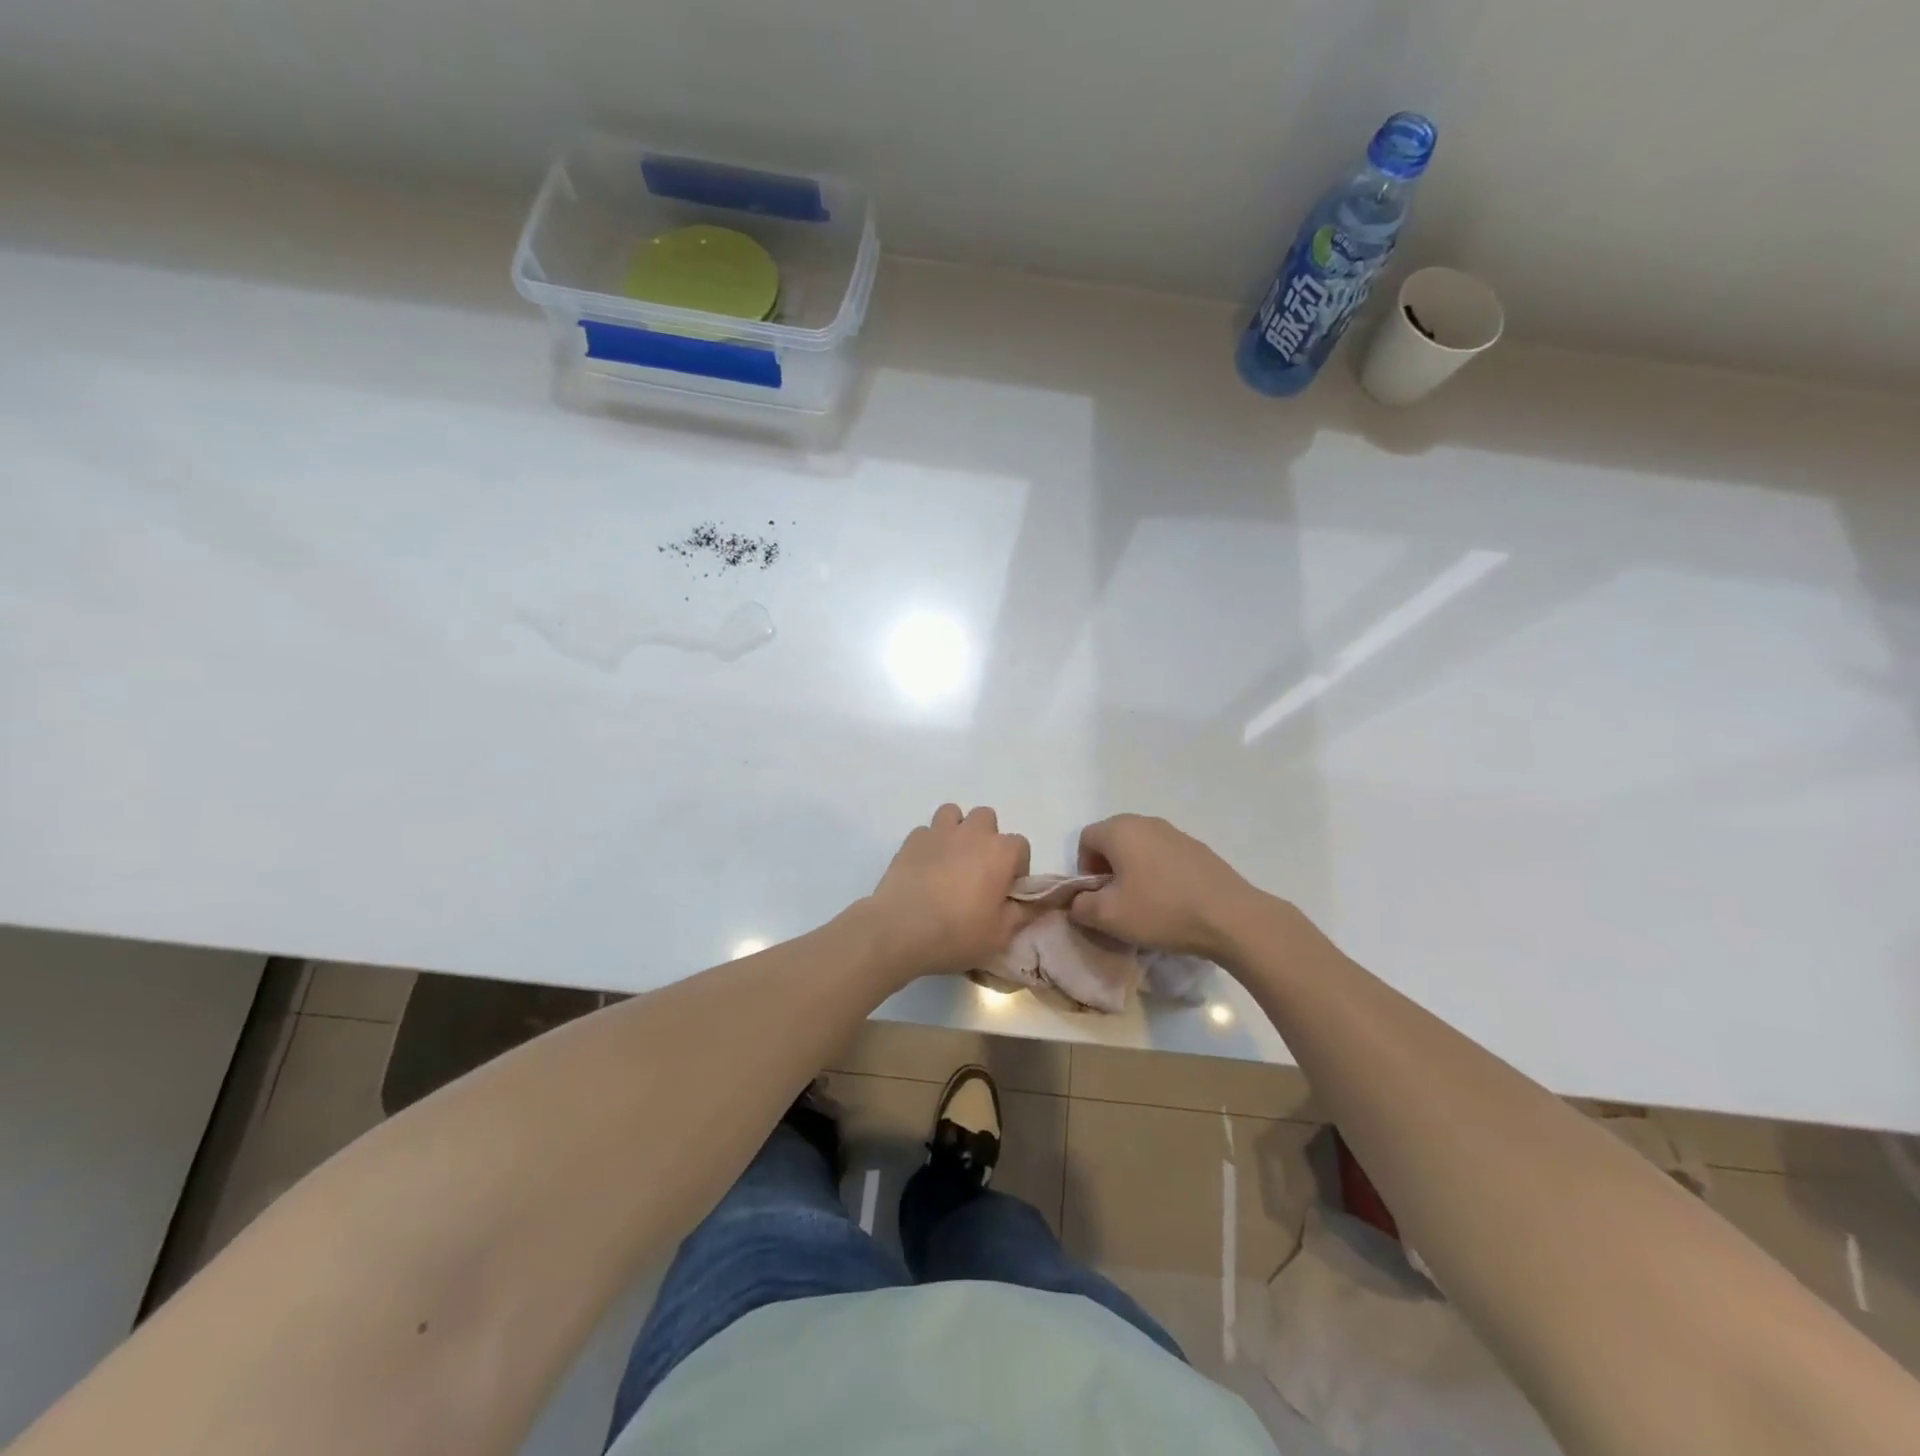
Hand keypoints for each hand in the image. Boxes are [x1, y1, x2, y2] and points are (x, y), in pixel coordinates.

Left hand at [862, 805, 1032, 979]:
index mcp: (999, 852)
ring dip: (957, 831)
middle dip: (987, 839)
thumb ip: (1024, 913)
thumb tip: (1038, 901)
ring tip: (951, 860)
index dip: (1017, 867)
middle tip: (979, 871)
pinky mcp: (911, 840)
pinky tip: (925, 868)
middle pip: (987, 818)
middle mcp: (971, 833)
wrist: (899, 930)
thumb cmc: (957, 934)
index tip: (1006, 890)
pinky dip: (930, 844)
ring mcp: (938, 832)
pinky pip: (926, 831)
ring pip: (954, 814)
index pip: (1021, 845)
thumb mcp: (1000, 935)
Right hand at [1068, 814, 1261, 959]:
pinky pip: (1165, 857)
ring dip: (1134, 871)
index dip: (1084, 869)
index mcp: (1119, 830)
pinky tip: (1172, 902)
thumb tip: (1076, 902)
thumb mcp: (1108, 917)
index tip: (1098, 898)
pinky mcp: (1198, 849)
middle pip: (1113, 840)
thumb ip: (1080, 906)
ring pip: (1140, 848)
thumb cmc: (1160, 910)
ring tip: (1146, 904)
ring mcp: (1176, 833)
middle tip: (1118, 902)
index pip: (1085, 839)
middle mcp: (1146, 822)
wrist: (1230, 917)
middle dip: (1108, 870)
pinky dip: (1159, 874)